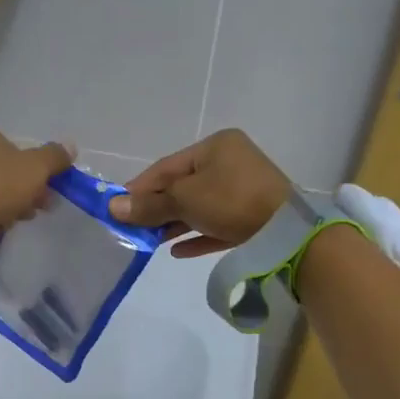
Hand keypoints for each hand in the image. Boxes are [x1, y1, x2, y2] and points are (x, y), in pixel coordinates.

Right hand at [108, 129, 290, 257]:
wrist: (286, 232)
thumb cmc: (231, 201)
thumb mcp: (184, 200)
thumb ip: (149, 205)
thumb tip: (113, 207)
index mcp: (215, 147)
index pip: (167, 166)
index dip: (140, 187)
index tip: (117, 207)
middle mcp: (230, 163)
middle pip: (182, 186)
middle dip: (157, 208)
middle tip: (132, 228)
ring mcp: (243, 191)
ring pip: (199, 206)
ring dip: (174, 223)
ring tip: (149, 242)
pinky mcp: (252, 218)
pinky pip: (216, 224)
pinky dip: (196, 235)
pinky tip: (176, 251)